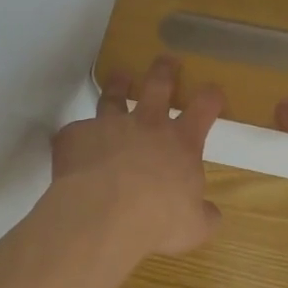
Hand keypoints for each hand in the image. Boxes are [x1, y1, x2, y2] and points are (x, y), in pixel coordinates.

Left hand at [52, 56, 226, 257]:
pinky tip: (74, 147)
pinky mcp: (74, 136)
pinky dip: (77, 138)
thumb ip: (203, 216)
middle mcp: (146, 125)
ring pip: (113, 97)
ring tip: (119, 78)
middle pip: (158, 85)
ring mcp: (108, 126)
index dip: (211, 96)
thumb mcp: (193, 227)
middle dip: (164, 71)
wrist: (103, 214)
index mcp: (181, 143)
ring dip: (118, 86)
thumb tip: (212, 214)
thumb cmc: (158, 220)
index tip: (213, 90)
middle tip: (166, 60)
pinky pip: (74, 132)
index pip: (204, 108)